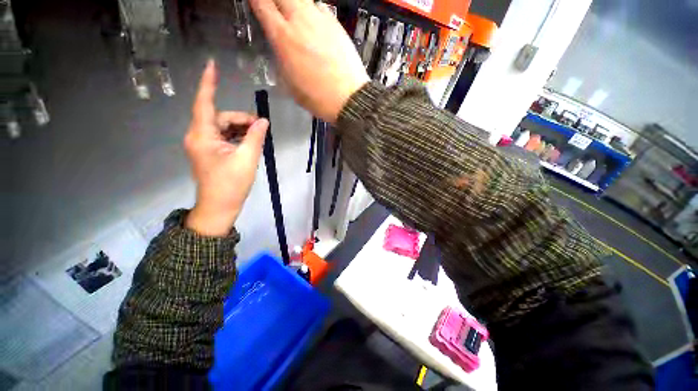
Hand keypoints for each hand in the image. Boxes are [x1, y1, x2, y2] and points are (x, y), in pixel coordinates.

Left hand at [184, 60, 268, 236]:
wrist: (220, 207)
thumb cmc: (231, 184)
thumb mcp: (247, 159)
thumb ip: (255, 137)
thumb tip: (263, 121)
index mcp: (202, 136)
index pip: (205, 103)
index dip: (209, 83)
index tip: (212, 65)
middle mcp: (199, 136)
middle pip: (220, 117)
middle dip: (241, 119)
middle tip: (261, 128)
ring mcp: (203, 145)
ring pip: (223, 127)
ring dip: (241, 129)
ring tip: (258, 137)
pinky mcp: (210, 152)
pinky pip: (224, 137)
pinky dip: (237, 137)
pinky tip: (250, 143)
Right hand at [250, 0, 369, 122]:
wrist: (349, 99)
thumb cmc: (318, 98)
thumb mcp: (290, 84)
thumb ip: (280, 59)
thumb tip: (278, 47)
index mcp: (283, 37)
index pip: (261, 3)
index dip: (256, 0)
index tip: (255, 3)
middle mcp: (300, 21)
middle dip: (275, 0)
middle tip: (275, 10)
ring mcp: (321, 20)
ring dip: (294, 4)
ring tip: (295, 18)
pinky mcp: (336, 24)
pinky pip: (320, 8)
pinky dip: (312, 11)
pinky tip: (314, 25)